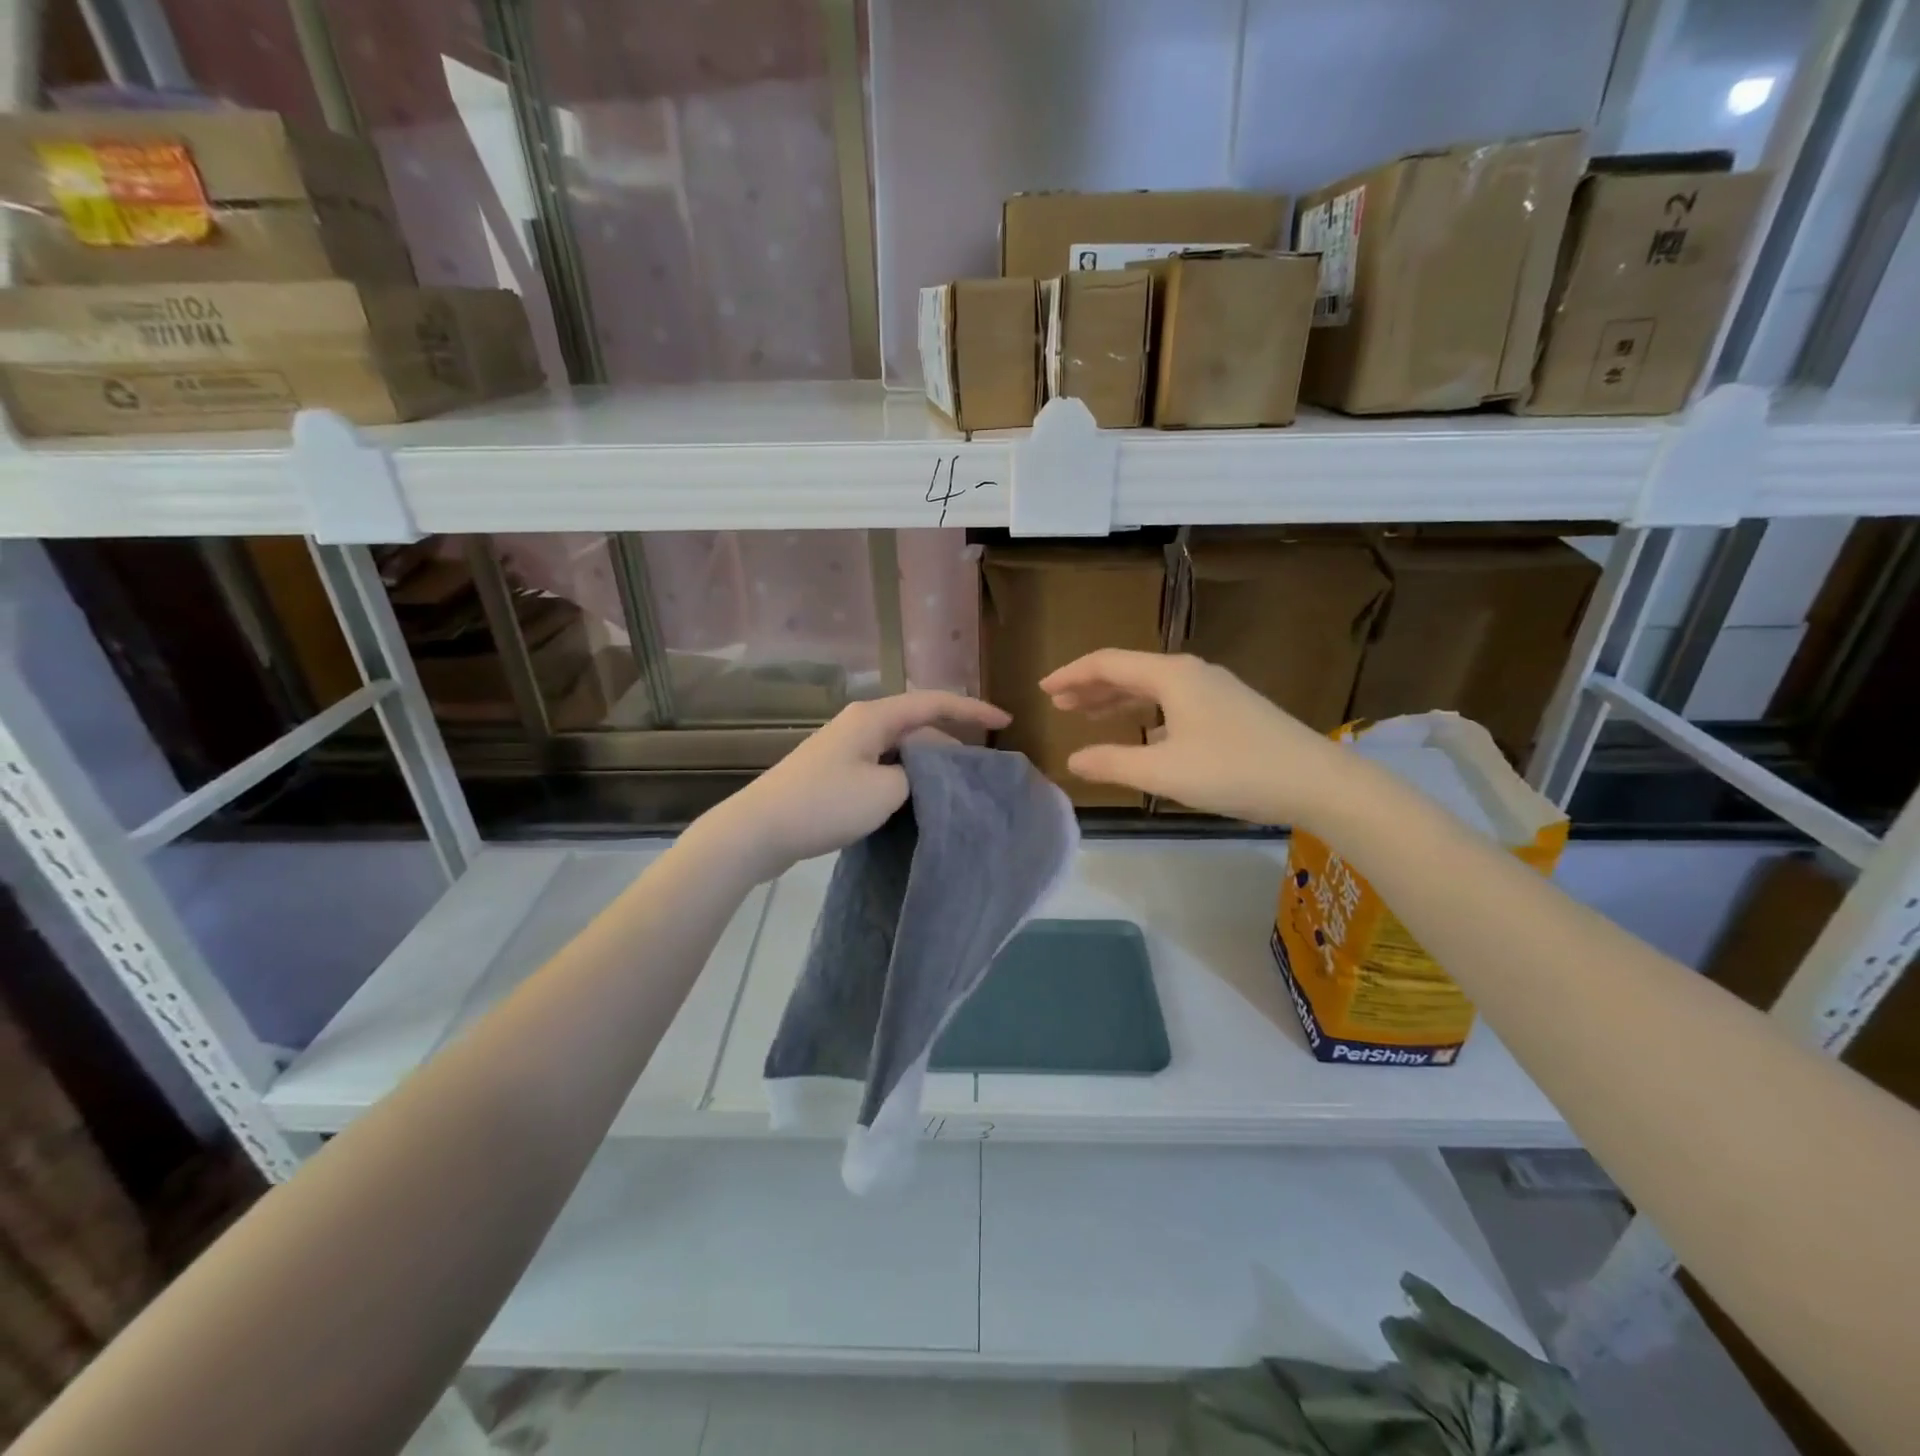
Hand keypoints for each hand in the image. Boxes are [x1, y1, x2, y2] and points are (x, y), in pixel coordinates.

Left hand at [695, 690, 1010, 880]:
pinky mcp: (834, 771)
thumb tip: (924, 774)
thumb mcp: (886, 791)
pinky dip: (905, 776)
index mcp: (875, 716)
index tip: (1006, 721)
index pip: (935, 702)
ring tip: (955, 787)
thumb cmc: (825, 804)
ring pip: (900, 747)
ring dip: (928, 762)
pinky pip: (882, 764)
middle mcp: (860, 723)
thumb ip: (918, 776)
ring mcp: (844, 746)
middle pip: (918, 723)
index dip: (973, 709)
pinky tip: (916, 798)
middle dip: (953, 740)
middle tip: (981, 768)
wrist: (758, 830)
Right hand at [1040, 650, 1350, 826]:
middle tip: (1061, 705)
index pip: (1108, 664)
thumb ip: (1113, 763)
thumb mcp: (1164, 772)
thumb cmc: (1235, 771)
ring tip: (1090, 716)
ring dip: (1118, 700)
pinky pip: (1174, 702)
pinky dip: (1146, 713)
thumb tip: (1072, 760)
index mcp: (1172, 676)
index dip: (1072, 675)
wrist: (1317, 781)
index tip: (1044, 690)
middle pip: (1130, 671)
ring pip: (1154, 687)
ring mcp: (1216, 690)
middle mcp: (1192, 673)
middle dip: (1092, 686)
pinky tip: (1143, 735)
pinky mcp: (1232, 710)